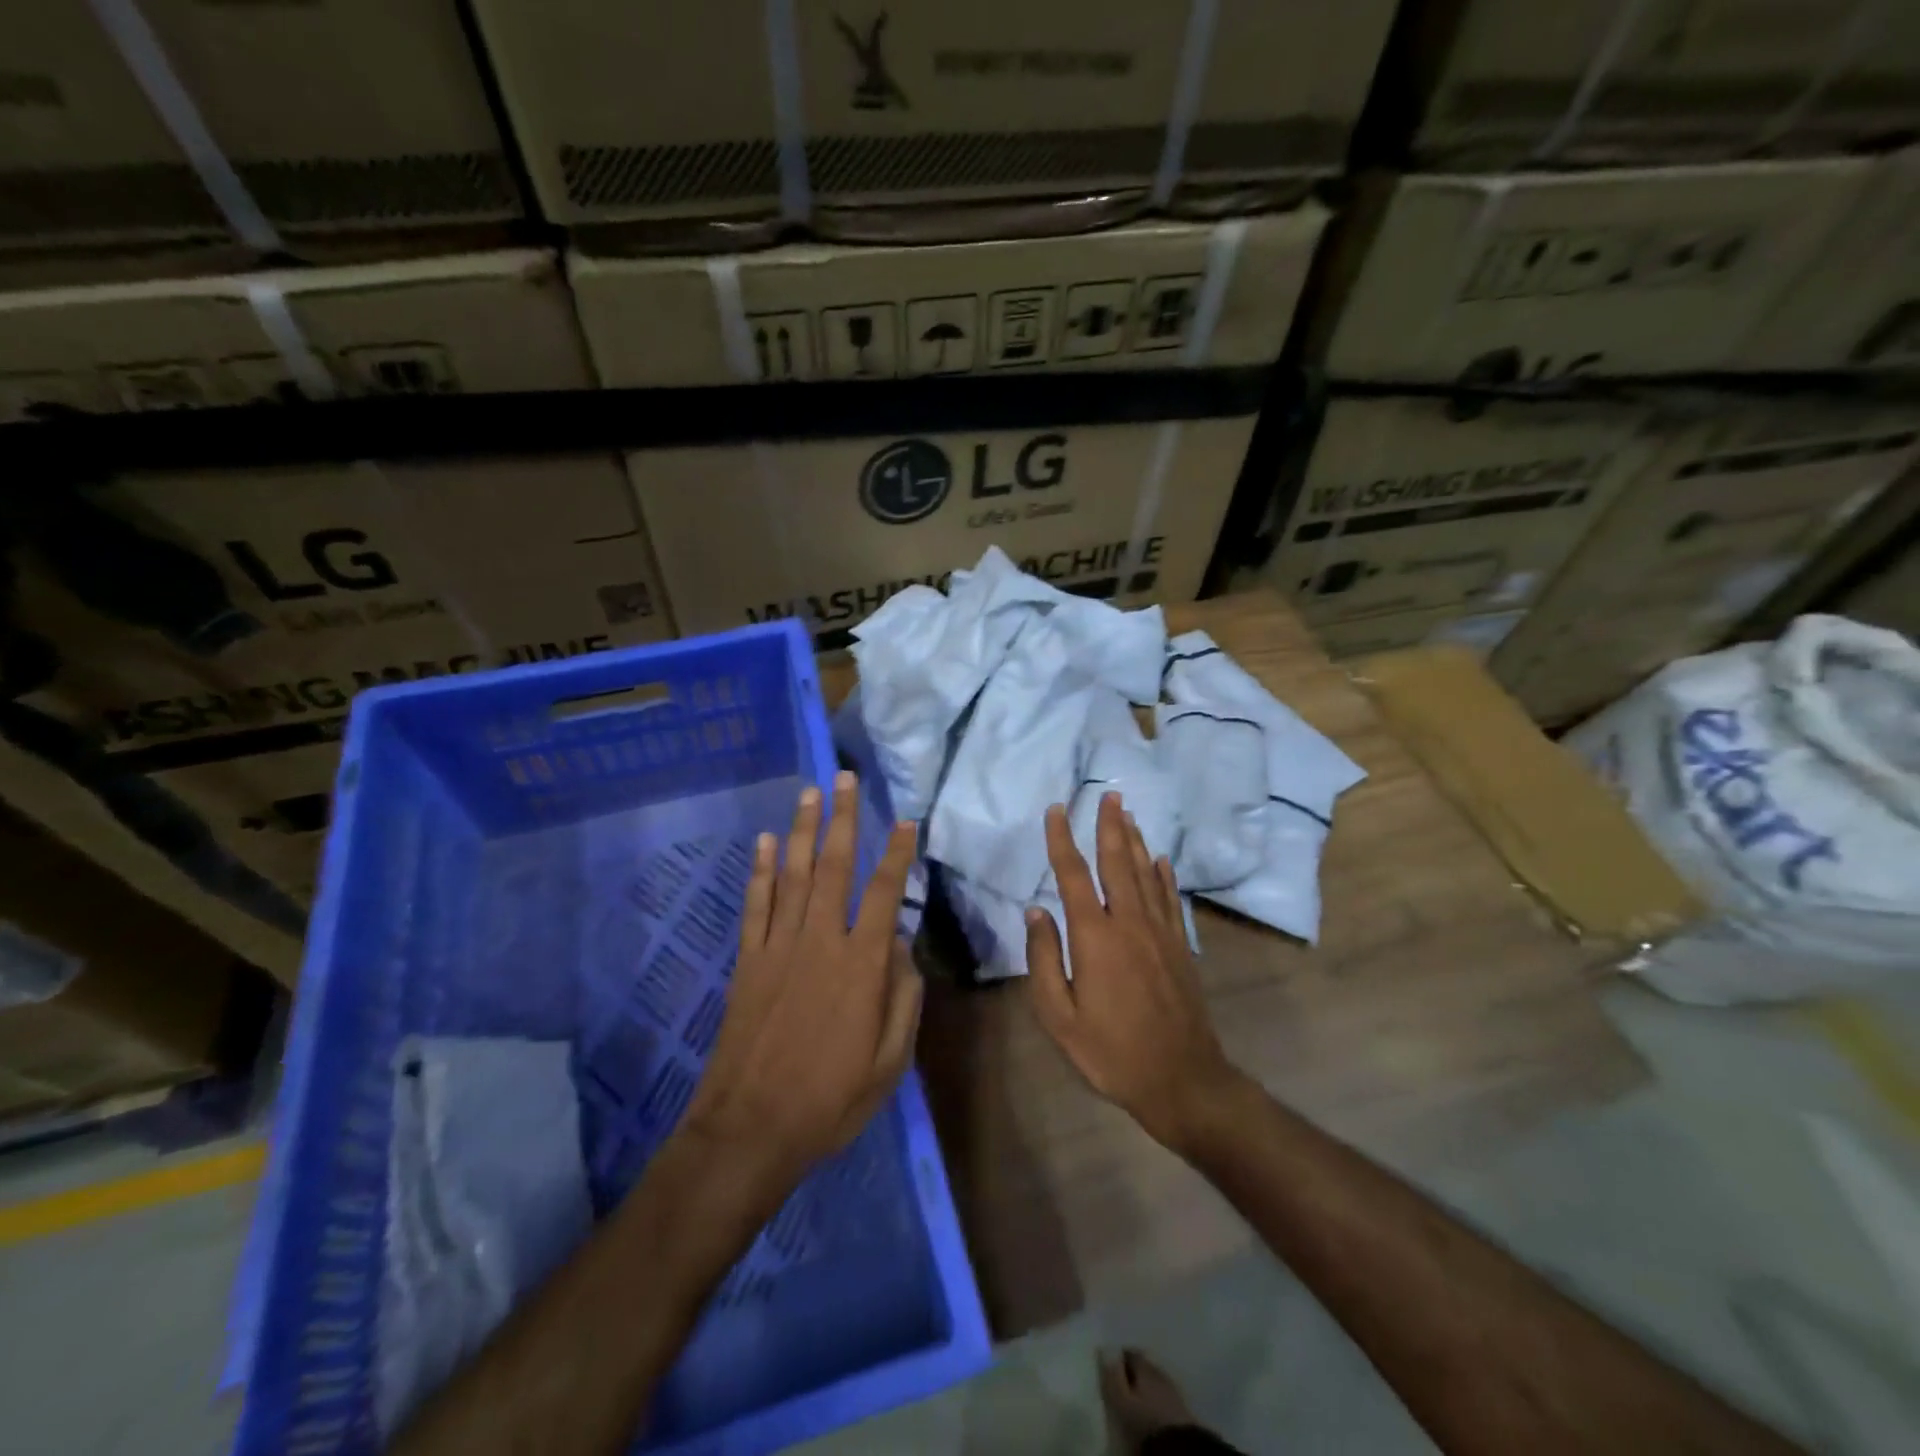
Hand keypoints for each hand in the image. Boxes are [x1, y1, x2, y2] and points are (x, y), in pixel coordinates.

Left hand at [683, 771, 922, 1184]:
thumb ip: (903, 998)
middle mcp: (819, 942)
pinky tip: (763, 842)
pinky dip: (759, 870)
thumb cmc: (830, 1100)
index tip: (906, 820)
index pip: (884, 893)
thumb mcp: (890, 1062)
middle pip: (834, 867)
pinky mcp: (748, 960)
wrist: (750, 1129)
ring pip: (793, 875)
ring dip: (802, 830)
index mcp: (861, 965)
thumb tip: (901, 947)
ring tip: (809, 793)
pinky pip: (755, 904)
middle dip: (842, 819)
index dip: (897, 853)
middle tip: (844, 778)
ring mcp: (778, 947)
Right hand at [1025, 793, 1242, 1151]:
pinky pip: (1170, 899)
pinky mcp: (1180, 946)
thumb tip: (1037, 911)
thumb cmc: (1111, 1051)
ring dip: (1135, 841)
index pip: (1073, 875)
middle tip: (1108, 794)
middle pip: (1117, 862)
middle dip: (1110, 826)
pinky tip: (1160, 859)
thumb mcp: (1059, 1016)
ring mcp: (1160, 932)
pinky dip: (1163, 875)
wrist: (1182, 1079)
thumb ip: (1044, 959)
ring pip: (1145, 874)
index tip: (1056, 811)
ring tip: (1128, 814)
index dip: (1062, 840)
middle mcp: (1129, 922)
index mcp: (1095, 936)